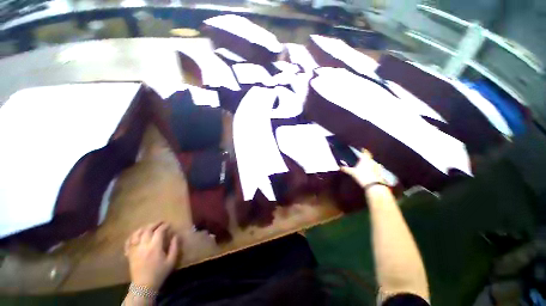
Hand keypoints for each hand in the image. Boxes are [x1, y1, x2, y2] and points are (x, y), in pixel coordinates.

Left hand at [124, 222, 179, 290]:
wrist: (144, 286)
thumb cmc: (159, 272)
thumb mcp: (171, 260)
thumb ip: (174, 247)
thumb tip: (175, 236)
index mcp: (155, 247)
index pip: (159, 231)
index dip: (164, 226)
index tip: (169, 225)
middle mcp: (143, 246)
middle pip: (147, 230)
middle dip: (155, 224)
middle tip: (161, 222)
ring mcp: (134, 250)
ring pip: (136, 234)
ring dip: (143, 228)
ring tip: (149, 226)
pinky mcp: (129, 254)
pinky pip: (128, 242)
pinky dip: (132, 236)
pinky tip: (137, 235)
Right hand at [340, 149, 383, 186]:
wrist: (373, 185)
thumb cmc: (361, 176)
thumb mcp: (351, 172)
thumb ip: (345, 169)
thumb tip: (340, 167)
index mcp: (365, 160)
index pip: (365, 152)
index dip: (364, 150)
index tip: (362, 149)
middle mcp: (372, 162)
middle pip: (369, 158)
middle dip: (366, 158)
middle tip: (362, 159)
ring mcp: (377, 167)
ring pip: (373, 163)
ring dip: (370, 164)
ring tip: (367, 166)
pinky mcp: (379, 173)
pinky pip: (377, 169)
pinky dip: (374, 169)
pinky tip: (372, 172)